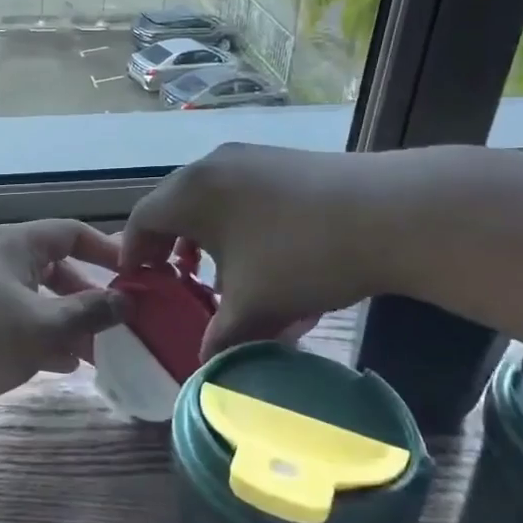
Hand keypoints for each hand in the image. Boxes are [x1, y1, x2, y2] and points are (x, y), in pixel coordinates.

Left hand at [0, 220, 128, 410]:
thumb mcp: (45, 326)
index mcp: (17, 244)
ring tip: (100, 352)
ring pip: (40, 298)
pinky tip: (65, 364)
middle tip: (120, 321)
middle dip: (90, 296)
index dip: (107, 250)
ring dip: (70, 322)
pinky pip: (21, 319)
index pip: (72, 232)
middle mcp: (1, 258)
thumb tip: (127, 302)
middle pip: (58, 268)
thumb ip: (91, 312)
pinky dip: (44, 336)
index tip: (135, 275)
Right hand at [122, 143, 387, 358]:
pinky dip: (236, 223)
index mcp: (192, 192)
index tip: (137, 282)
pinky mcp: (286, 162)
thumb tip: (203, 364)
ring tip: (214, 271)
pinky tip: (261, 255)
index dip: (133, 254)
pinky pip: (243, 193)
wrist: (389, 214)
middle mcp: (214, 165)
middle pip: (174, 204)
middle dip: (169, 245)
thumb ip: (218, 338)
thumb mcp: (253, 307)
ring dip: (204, 235)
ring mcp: (253, 158)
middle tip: (172, 278)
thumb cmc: (300, 258)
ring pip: (211, 198)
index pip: (142, 219)